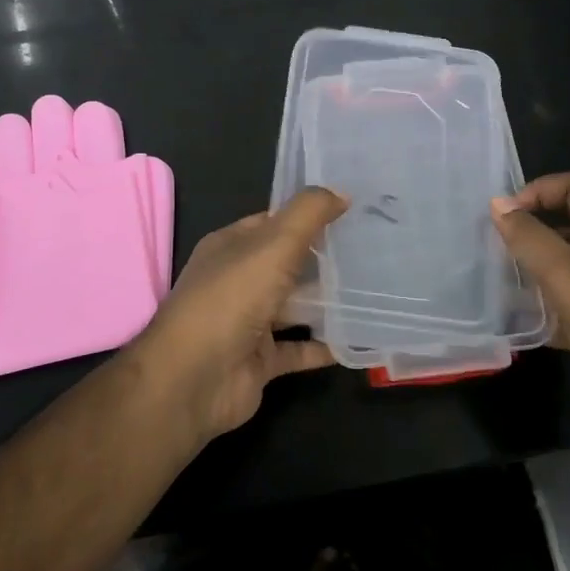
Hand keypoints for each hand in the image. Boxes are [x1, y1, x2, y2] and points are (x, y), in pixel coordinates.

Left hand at [125, 188, 347, 442]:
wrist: (195, 378)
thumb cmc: (232, 298)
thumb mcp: (274, 243)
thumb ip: (308, 214)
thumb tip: (341, 192)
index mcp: (230, 246)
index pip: (273, 222)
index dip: (307, 215)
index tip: (350, 211)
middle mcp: (237, 281)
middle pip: (285, 264)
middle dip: (322, 258)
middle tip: (372, 249)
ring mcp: (248, 323)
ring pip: (294, 306)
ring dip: (326, 301)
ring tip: (374, 289)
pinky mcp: (261, 361)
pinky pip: (300, 349)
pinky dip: (326, 345)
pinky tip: (360, 337)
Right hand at [490, 173, 569, 431]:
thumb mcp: (565, 272)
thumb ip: (529, 237)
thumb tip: (498, 203)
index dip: (538, 190)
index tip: (506, 215)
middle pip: (568, 226)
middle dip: (531, 233)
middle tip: (497, 249)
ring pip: (567, 267)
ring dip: (535, 272)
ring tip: (503, 284)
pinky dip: (548, 309)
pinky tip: (523, 322)